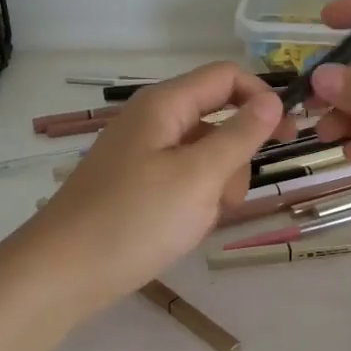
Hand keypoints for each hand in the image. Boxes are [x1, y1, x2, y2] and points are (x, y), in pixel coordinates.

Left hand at [15, 62, 286, 315]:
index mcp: (164, 105)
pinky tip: (181, 229)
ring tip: (196, 220)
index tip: (288, 136)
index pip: (226, 77)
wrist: (62, 273)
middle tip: (225, 197)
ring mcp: (141, 155)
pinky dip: (193, 202)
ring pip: (203, 157)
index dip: (262, 98)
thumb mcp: (199, 176)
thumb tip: (272, 100)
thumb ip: (240, 135)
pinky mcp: (135, 186)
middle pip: (217, 120)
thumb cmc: (134, 219)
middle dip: (234, 158)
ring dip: (215, 187)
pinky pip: (181, 181)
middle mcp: (152, 121)